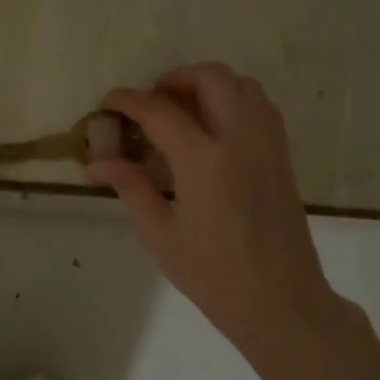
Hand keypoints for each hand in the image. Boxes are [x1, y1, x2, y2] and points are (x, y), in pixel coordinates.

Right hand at [89, 63, 341, 372]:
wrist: (280, 301)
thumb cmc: (213, 275)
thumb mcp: (160, 235)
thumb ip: (131, 188)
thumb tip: (97, 163)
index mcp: (204, 161)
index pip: (160, 111)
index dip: (129, 101)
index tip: (108, 104)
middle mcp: (240, 139)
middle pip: (211, 78)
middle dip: (175, 79)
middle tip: (151, 102)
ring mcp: (268, 145)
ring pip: (243, 85)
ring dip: (209, 85)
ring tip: (183, 111)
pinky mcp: (283, 157)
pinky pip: (261, 107)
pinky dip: (234, 100)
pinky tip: (214, 130)